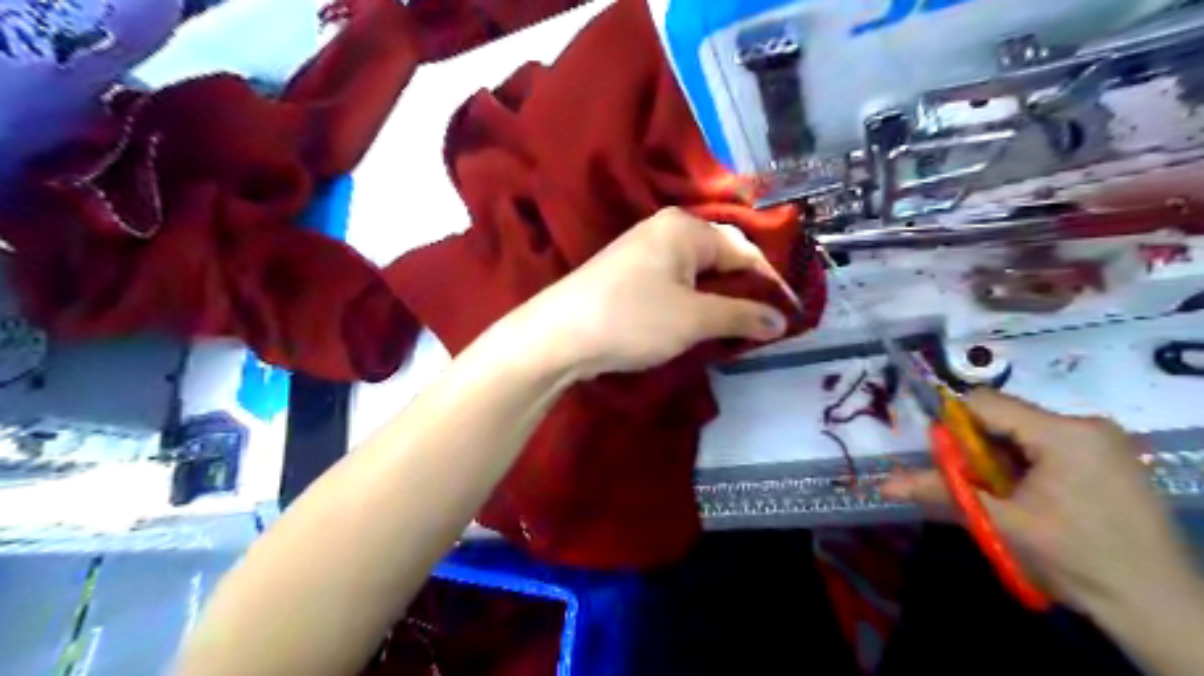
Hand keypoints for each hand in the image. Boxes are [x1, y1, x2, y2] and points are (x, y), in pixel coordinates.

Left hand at [514, 210, 790, 378]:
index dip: (771, 283)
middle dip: (744, 291)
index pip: (744, 249)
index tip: (789, 315)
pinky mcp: (629, 273)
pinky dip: (693, 302)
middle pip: (721, 257)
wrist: (558, 335)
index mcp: (685, 227)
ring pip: (697, 272)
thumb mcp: (694, 319)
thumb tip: (781, 320)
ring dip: (719, 299)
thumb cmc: (632, 318)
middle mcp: (665, 229)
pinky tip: (698, 323)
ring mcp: (643, 250)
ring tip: (736, 328)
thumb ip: (741, 316)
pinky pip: (675, 282)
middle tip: (763, 324)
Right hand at [881, 389, 1198, 614]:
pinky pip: (1047, 448)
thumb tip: (884, 485)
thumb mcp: (1001, 524)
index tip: (943, 460)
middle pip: (1005, 419)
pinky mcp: (1110, 459)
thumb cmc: (1078, 561)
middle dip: (978, 451)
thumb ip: (941, 493)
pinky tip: (1028, 501)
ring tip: (1004, 500)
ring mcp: (1104, 441)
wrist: (1159, 609)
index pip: (985, 404)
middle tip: (975, 488)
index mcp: (1065, 433)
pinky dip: (1023, 468)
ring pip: (1023, 435)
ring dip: (1000, 462)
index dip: (953, 426)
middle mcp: (1087, 425)